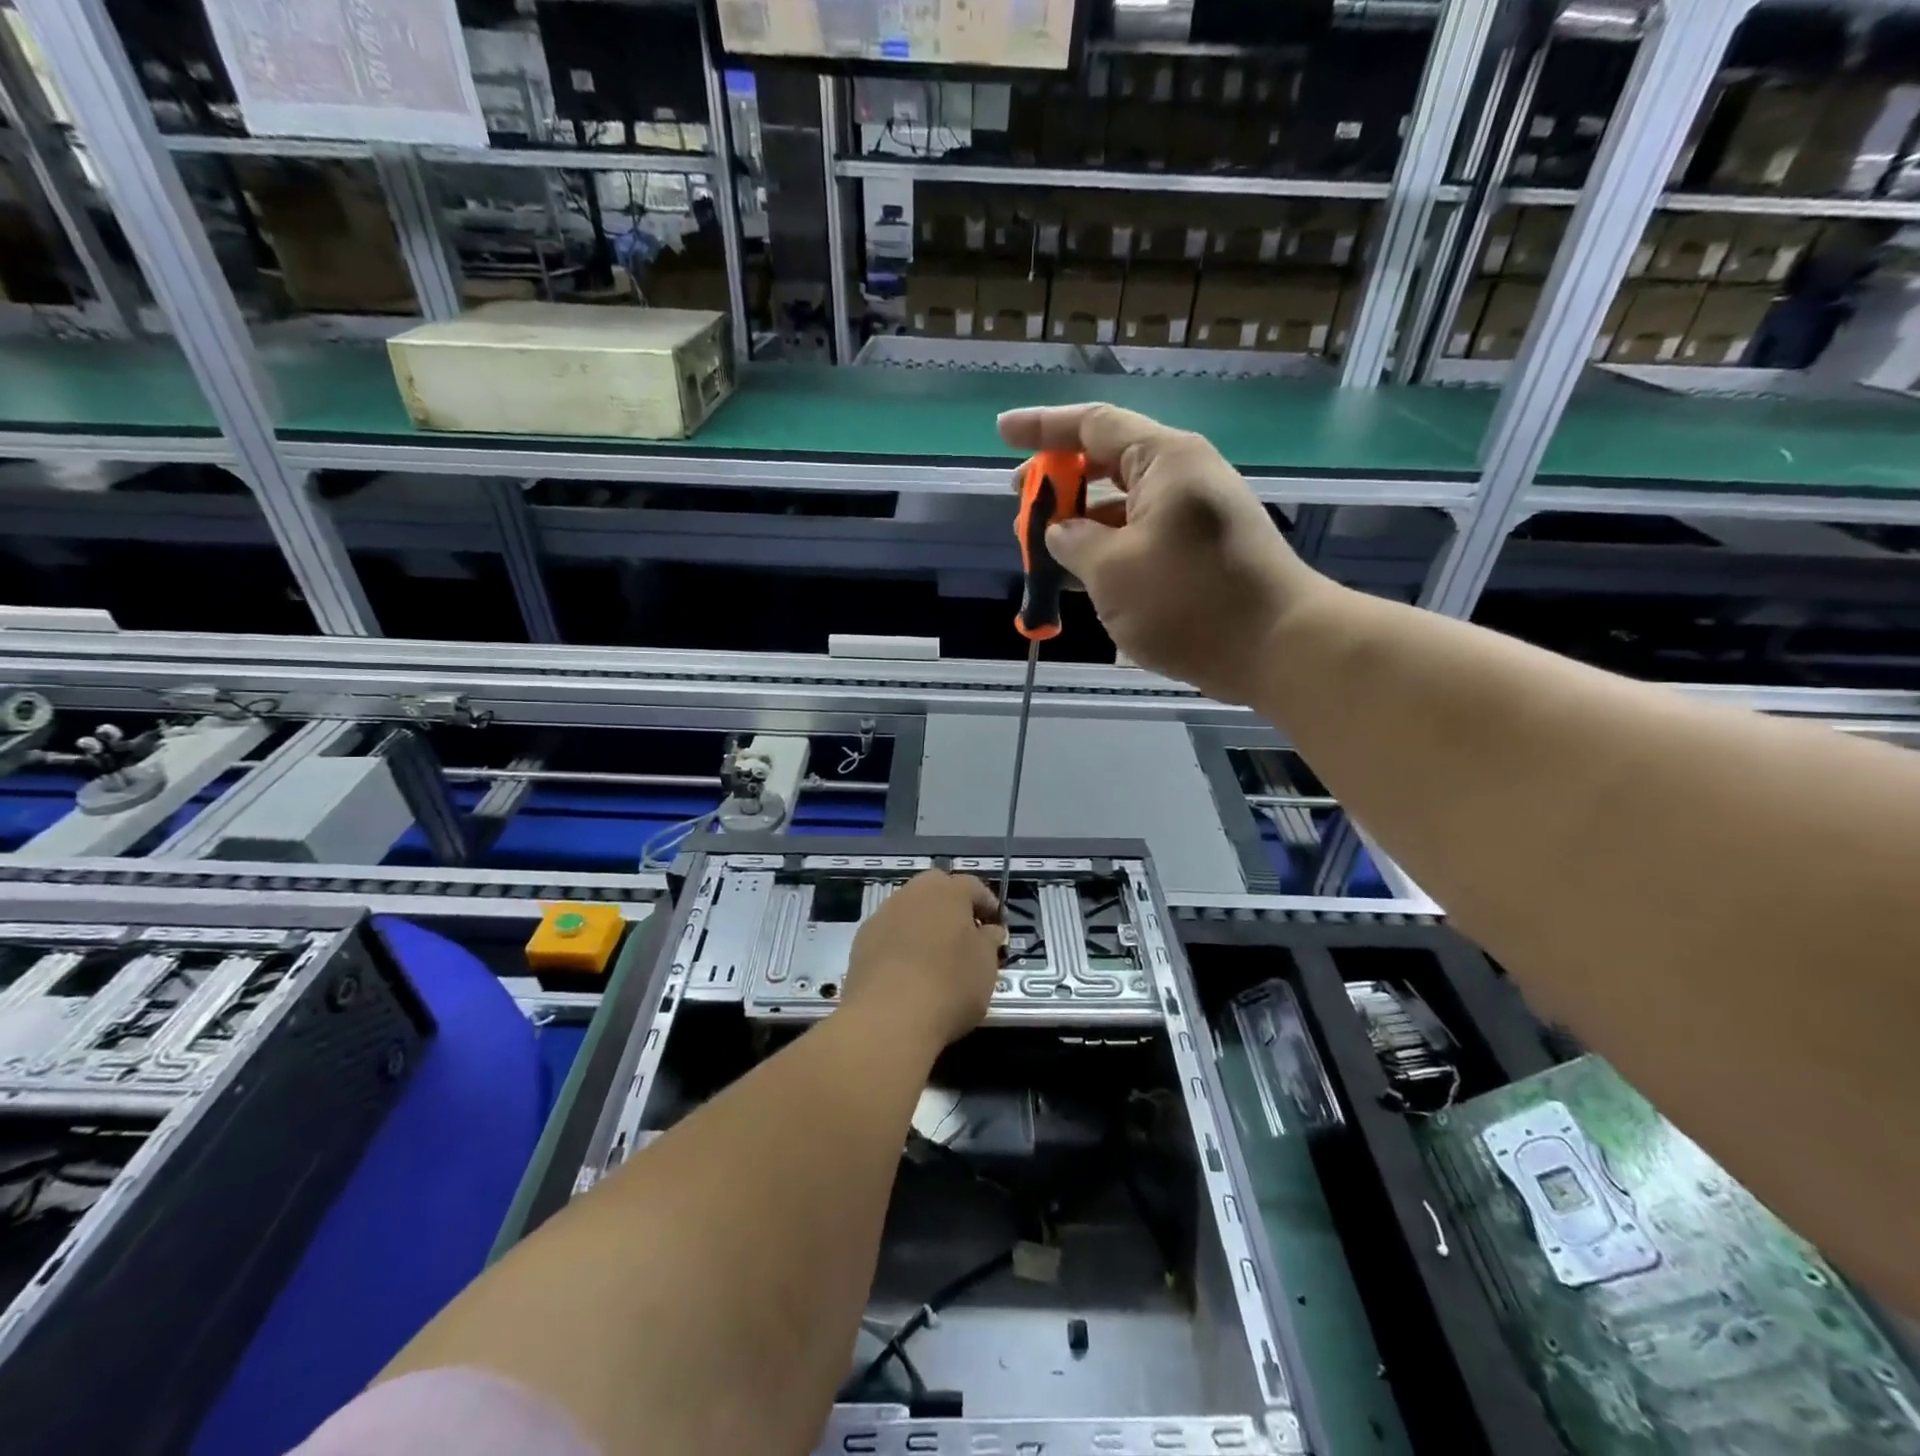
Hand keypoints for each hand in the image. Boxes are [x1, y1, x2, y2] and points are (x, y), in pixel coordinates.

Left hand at [842, 870, 1002, 1049]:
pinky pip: (890, 932)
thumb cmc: (950, 986)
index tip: (996, 926)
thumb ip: (989, 941)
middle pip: (937, 889)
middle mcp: (914, 892)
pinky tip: (908, 969)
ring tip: (935, 954)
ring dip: (924, 923)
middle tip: (964, 935)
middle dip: (952, 907)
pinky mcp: (862, 939)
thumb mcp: (986, 966)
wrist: (888, 1017)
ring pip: (910, 909)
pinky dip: (901, 942)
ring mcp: (883, 914)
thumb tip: (988, 930)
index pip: (974, 886)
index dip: (988, 905)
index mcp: (949, 891)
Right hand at [998, 403, 1330, 704]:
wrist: (1278, 647)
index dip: (1042, 427)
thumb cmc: (1189, 600)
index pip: (1092, 425)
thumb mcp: (1111, 570)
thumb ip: (1073, 541)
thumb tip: (1060, 531)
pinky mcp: (1202, 551)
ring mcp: (1196, 515)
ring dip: (1081, 521)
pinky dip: (1108, 546)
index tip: (1001, 432)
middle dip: (1059, 481)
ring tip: (1043, 547)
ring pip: (1124, 504)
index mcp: (1163, 460)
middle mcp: (1183, 476)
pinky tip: (1083, 572)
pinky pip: (1142, 534)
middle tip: (1021, 503)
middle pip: (1108, 462)